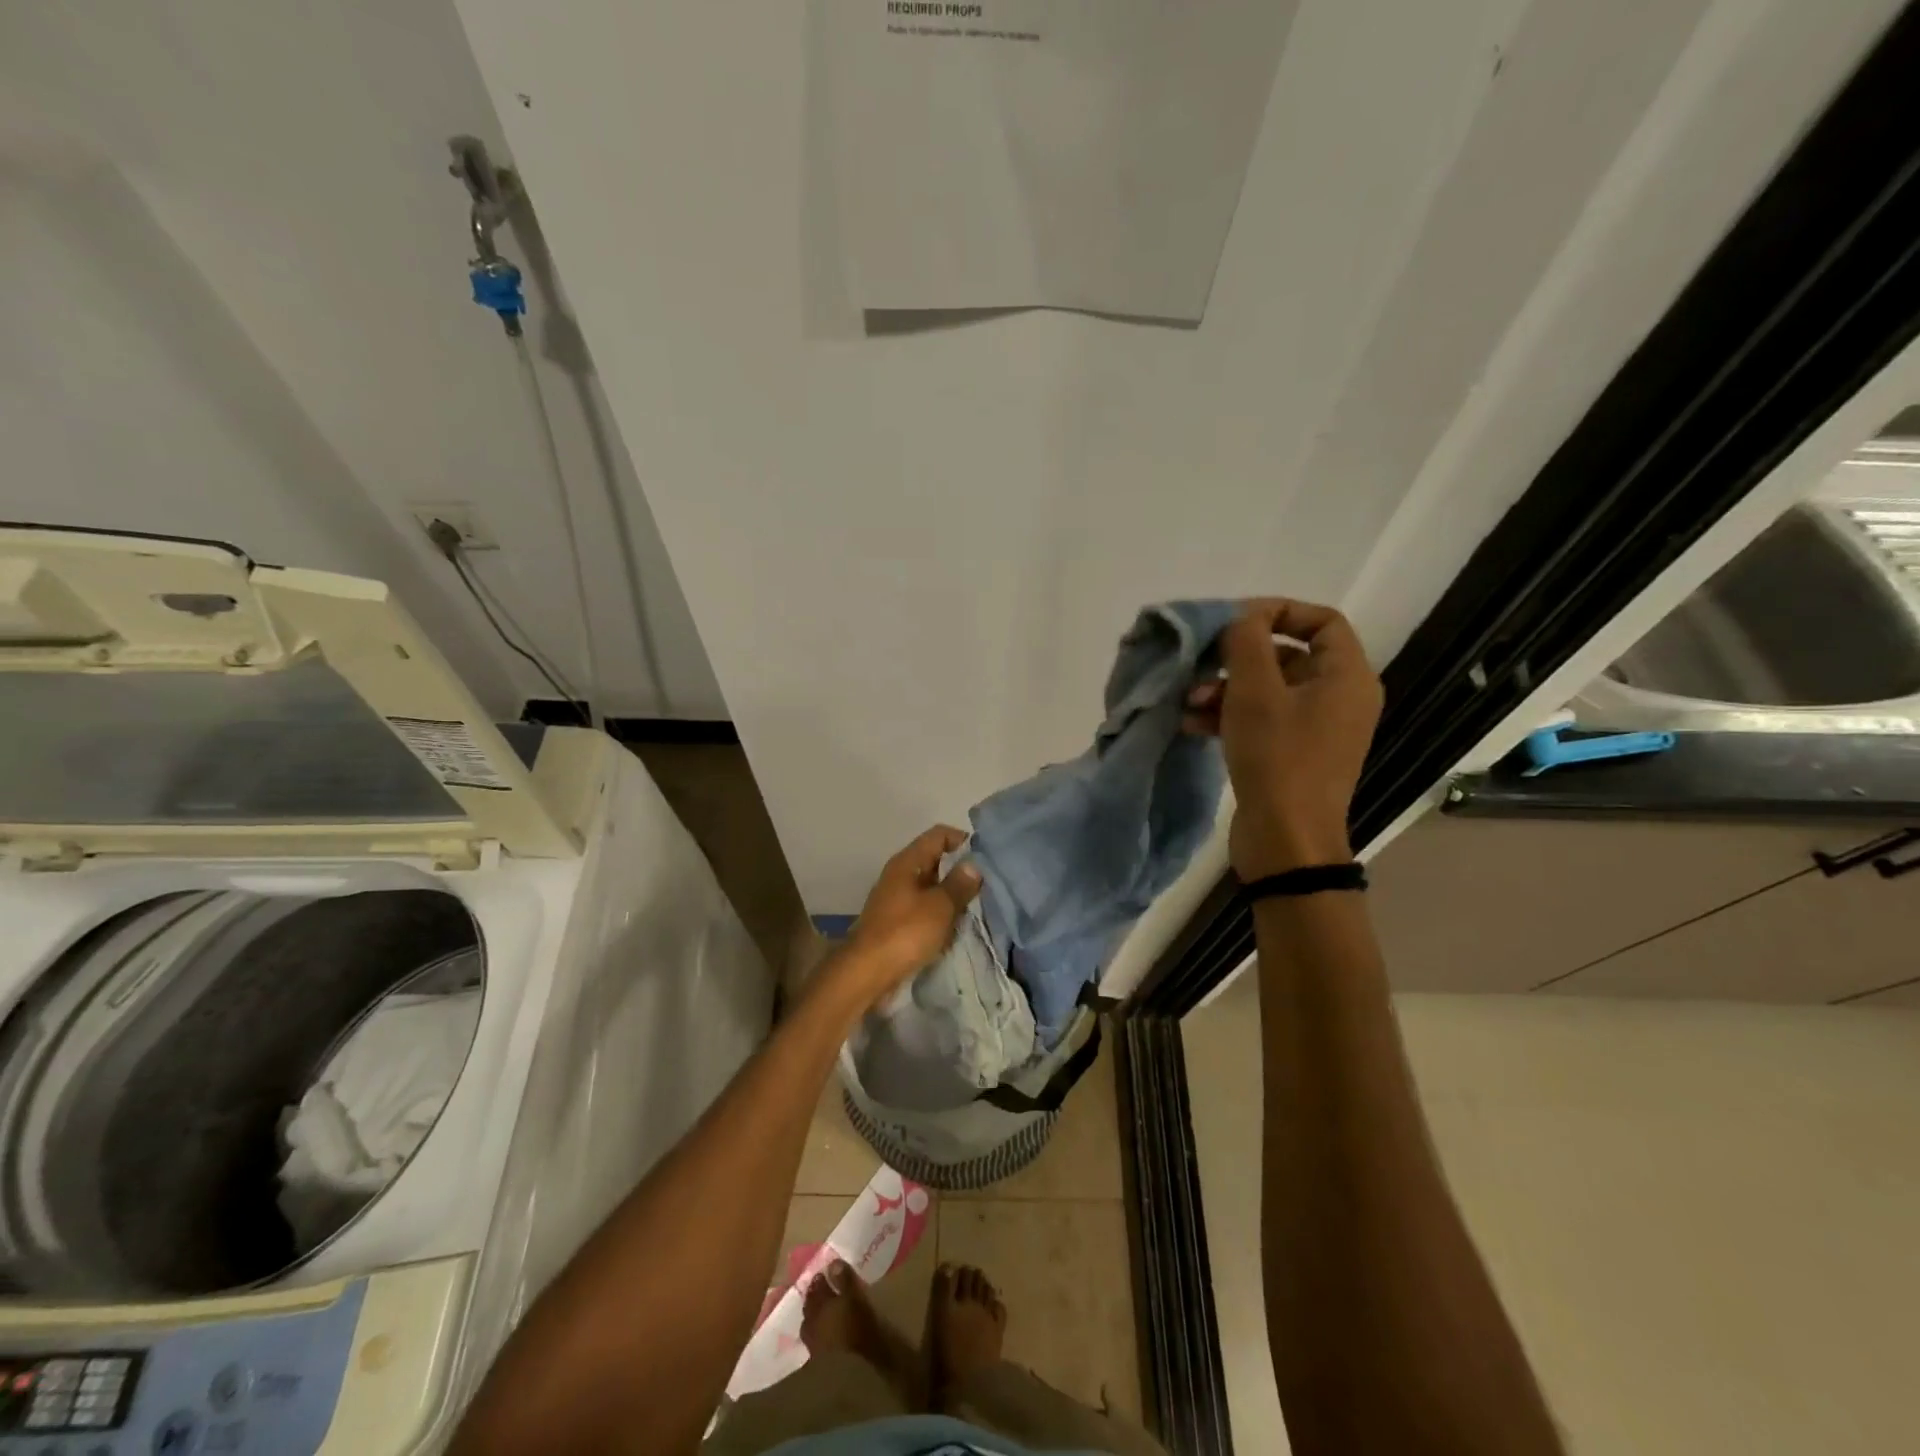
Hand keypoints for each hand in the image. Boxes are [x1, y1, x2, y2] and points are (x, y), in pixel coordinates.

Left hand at [832, 825, 982, 1005]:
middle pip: (935, 860)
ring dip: (952, 896)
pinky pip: (925, 909)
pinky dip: (941, 914)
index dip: (962, 840)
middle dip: (961, 871)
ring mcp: (897, 899)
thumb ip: (959, 883)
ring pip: (932, 887)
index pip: (939, 835)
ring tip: (978, 907)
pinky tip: (957, 927)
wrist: (867, 973)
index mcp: (907, 862)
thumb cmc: (905, 933)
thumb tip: (974, 864)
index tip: (986, 858)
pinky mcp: (898, 922)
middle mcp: (900, 875)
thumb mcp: (939, 906)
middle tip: (988, 885)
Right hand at [1184, 599, 1382, 878]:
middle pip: (1287, 656)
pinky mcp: (1293, 754)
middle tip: (1201, 664)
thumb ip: (1246, 641)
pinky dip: (1229, 715)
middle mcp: (1339, 697)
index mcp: (1346, 676)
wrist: (1285, 840)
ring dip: (1224, 689)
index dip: (1278, 611)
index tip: (1234, 621)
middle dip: (1237, 658)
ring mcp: (1316, 729)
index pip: (1322, 620)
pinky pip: (1262, 719)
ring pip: (1267, 689)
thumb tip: (1242, 620)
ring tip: (1188, 702)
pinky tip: (1193, 724)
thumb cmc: (1277, 757)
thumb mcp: (1255, 691)